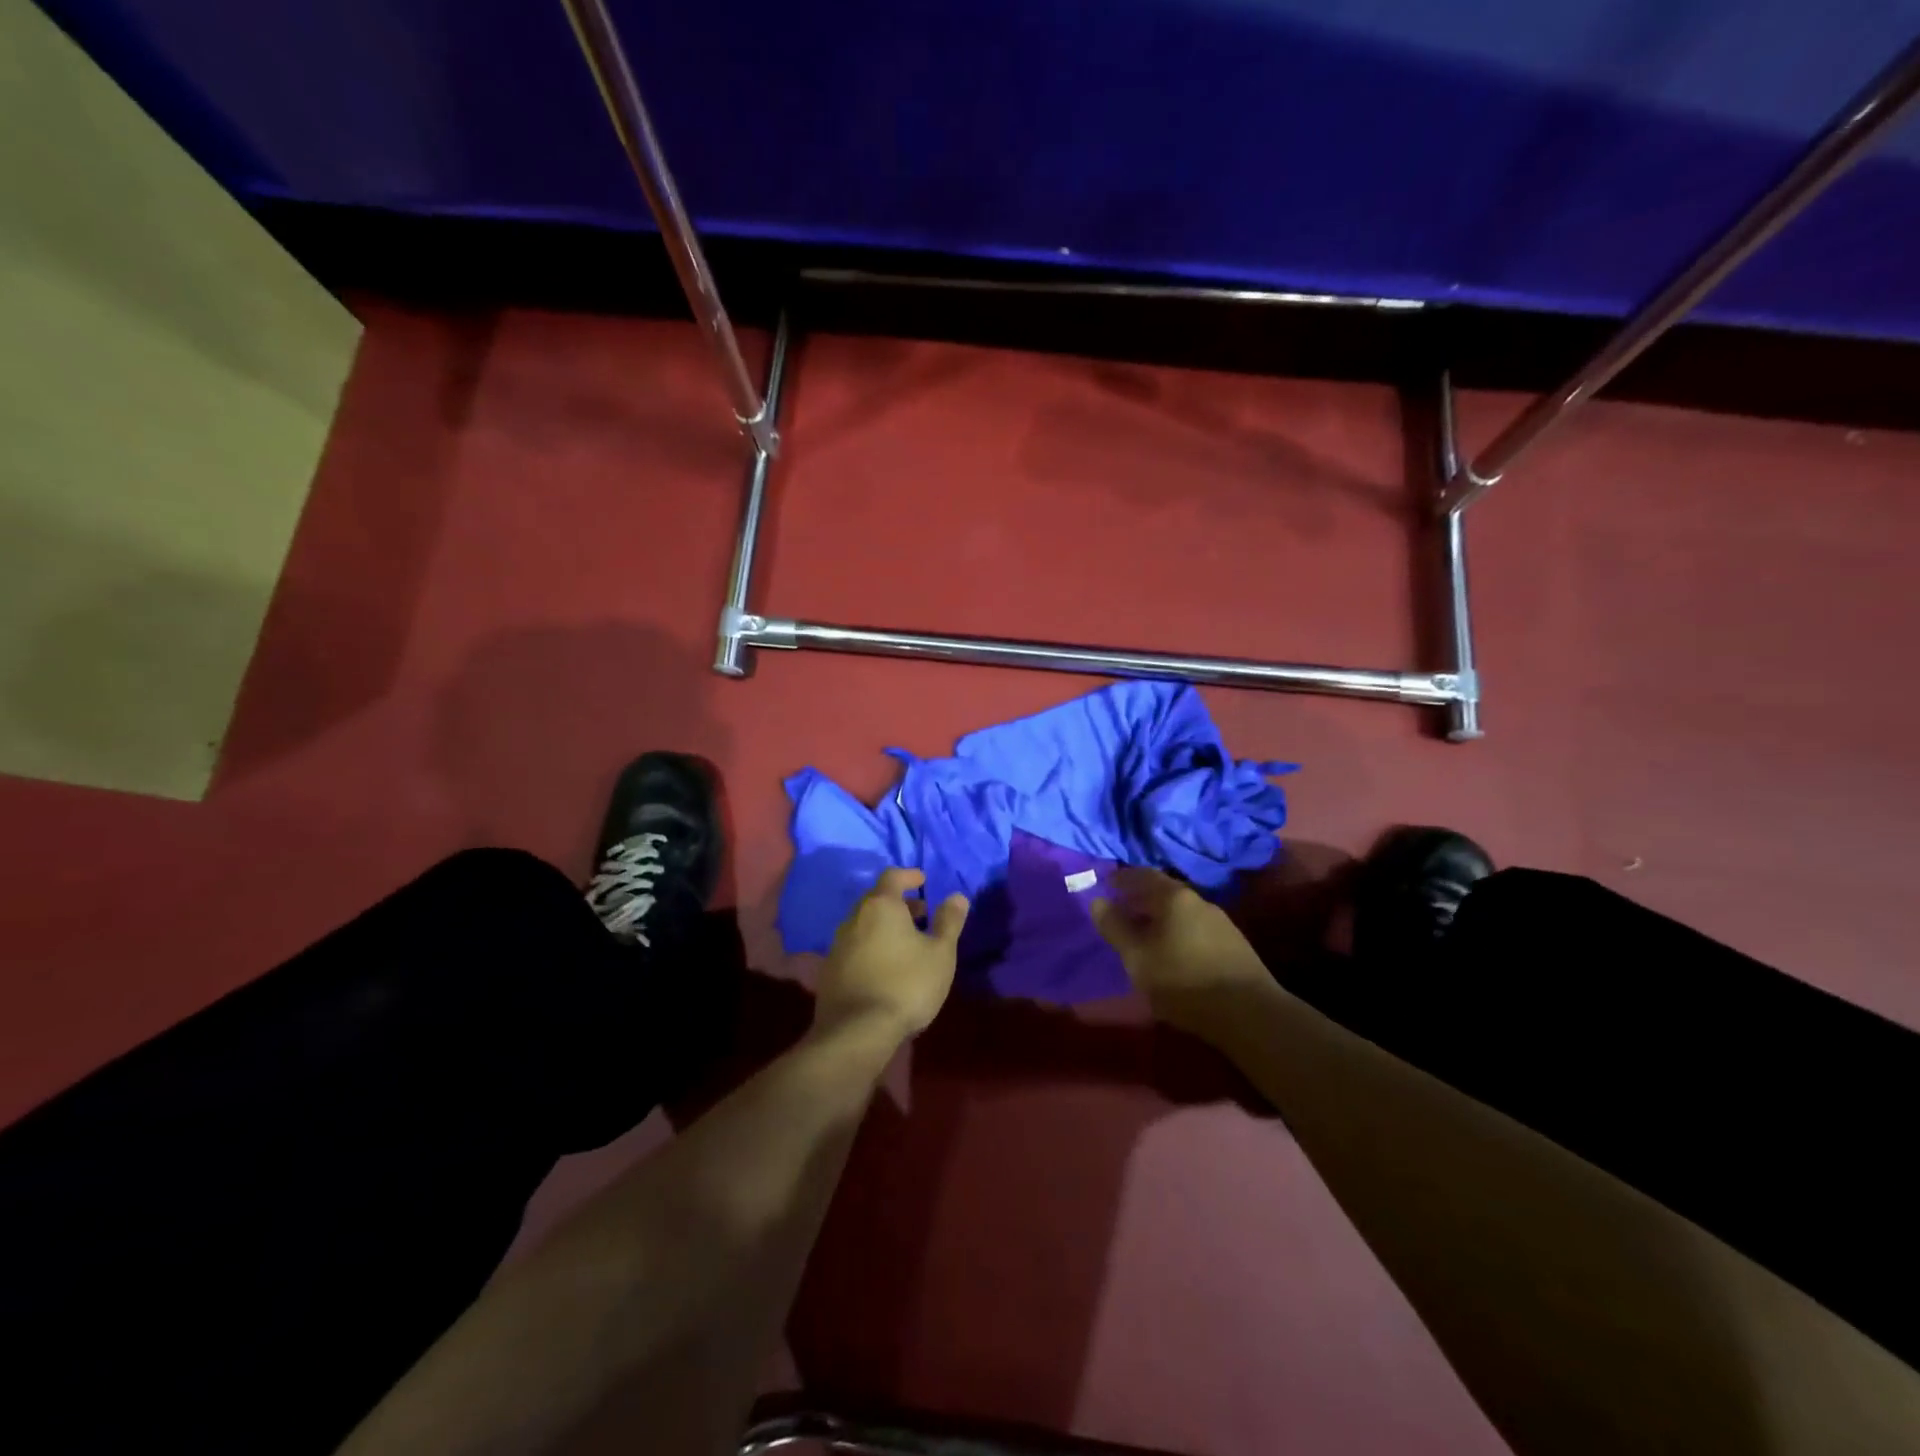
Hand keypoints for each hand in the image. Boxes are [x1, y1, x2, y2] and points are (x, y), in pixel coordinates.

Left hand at [815, 868, 968, 1041]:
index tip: (923, 880)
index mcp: (880, 906)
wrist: (857, 1032)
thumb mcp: (940, 953)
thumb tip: (957, 896)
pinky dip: (870, 947)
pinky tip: (884, 967)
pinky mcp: (829, 972)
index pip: (892, 877)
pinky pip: (854, 948)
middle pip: (876, 900)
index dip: (909, 876)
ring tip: (905, 942)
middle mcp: (854, 918)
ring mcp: (837, 946)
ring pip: (863, 925)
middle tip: (920, 914)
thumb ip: (949, 922)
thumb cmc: (907, 984)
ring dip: (884, 927)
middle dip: (898, 903)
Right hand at [1091, 868, 1272, 1040]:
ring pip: (1181, 912)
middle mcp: (1200, 901)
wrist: (1249, 1014)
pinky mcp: (1234, 946)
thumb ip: (1115, 927)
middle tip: (1121, 910)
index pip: (1143, 875)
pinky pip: (1196, 928)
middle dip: (1141, 899)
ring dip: (1160, 918)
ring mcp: (1221, 923)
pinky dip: (1177, 932)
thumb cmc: (1183, 980)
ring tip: (1144, 934)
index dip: (1123, 878)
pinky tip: (1173, 952)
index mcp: (1174, 897)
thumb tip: (1098, 901)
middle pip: (1164, 892)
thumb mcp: (1137, 957)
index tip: (1106, 883)